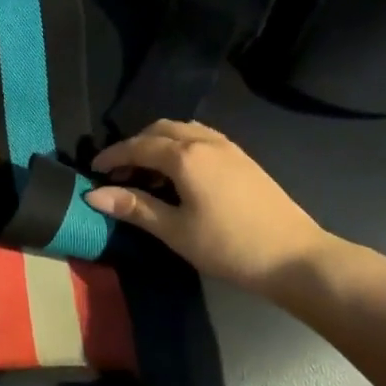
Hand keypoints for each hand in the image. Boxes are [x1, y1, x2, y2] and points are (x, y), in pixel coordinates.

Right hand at [86, 121, 327, 290]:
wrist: (292, 255)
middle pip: (160, 130)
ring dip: (159, 143)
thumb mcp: (175, 231)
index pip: (138, 146)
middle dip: (135, 146)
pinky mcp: (242, 157)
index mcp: (185, 156)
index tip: (93, 170)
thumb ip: (135, 207)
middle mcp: (204, 141)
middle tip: (119, 174)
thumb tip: (93, 194)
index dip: (113, 156)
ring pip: (183, 130)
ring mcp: (227, 146)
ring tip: (147, 174)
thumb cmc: (228, 246)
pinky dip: (181, 146)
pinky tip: (180, 174)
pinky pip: (201, 138)